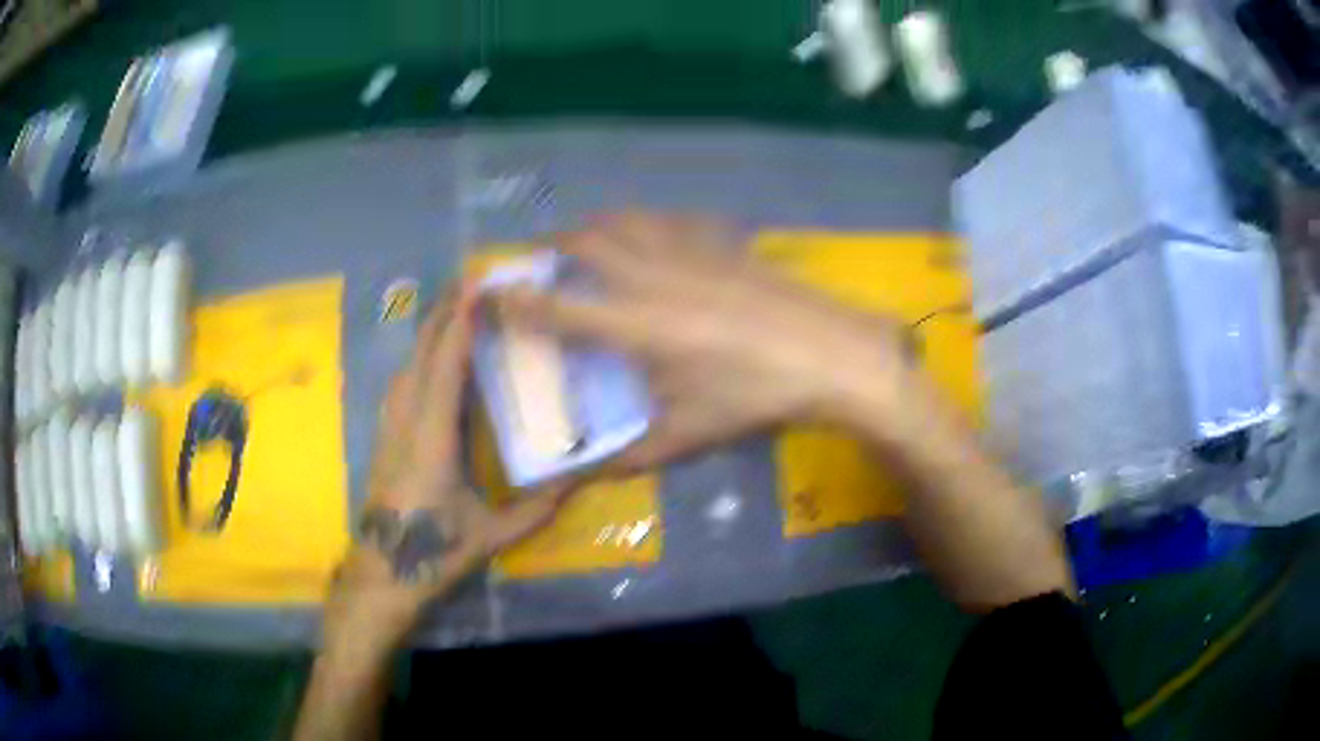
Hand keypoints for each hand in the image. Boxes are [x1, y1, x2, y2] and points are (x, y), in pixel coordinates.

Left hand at [326, 284, 570, 646]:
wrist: (382, 573)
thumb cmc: (434, 552)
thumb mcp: (490, 536)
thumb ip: (536, 509)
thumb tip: (578, 482)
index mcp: (432, 439)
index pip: (444, 367)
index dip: (459, 324)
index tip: (477, 287)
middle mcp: (407, 421)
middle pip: (420, 353)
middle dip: (443, 313)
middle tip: (472, 282)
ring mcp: (390, 427)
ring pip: (407, 364)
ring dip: (429, 332)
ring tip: (456, 311)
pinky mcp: (385, 436)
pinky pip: (403, 382)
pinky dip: (420, 357)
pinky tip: (433, 358)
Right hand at [497, 211, 924, 471]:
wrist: (830, 355)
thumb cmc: (755, 399)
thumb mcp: (687, 437)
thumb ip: (628, 458)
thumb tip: (586, 478)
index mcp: (635, 328)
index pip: (557, 310)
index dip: (516, 301)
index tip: (489, 291)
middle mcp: (652, 278)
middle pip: (587, 242)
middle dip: (553, 245)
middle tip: (540, 257)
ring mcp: (690, 253)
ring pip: (627, 220)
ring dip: (598, 226)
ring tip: (587, 238)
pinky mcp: (722, 243)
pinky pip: (671, 221)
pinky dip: (648, 224)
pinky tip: (656, 237)